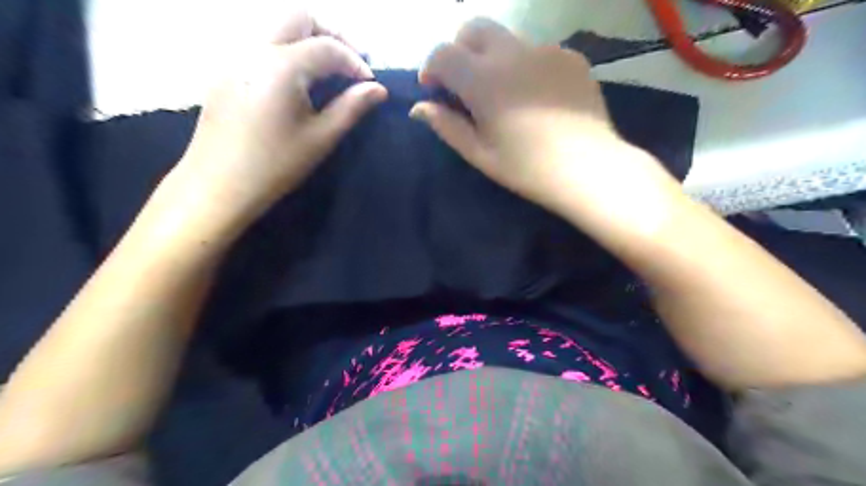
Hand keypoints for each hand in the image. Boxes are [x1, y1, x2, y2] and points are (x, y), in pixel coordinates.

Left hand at [173, 12, 387, 226]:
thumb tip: (379, 89)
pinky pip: (262, 46)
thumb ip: (351, 108)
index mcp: (281, 67)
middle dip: (332, 34)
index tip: (370, 83)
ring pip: (277, 28)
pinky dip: (289, 52)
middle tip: (351, 63)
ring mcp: (236, 57)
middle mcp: (255, 50)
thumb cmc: (276, 165)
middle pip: (298, 17)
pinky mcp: (226, 71)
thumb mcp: (320, 138)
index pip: (328, 47)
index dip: (355, 62)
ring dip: (309, 40)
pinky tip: (298, 83)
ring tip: (329, 72)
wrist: (219, 183)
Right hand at [410, 19, 678, 234]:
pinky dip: (526, 66)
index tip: (434, 90)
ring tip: (505, 94)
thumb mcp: (480, 153)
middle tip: (464, 82)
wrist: (588, 168)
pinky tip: (537, 97)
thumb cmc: (526, 168)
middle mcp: (512, 53)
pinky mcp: (571, 57)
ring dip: (493, 58)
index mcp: (484, 80)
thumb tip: (420, 108)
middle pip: (474, 28)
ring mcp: (546, 51)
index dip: (431, 68)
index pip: (443, 53)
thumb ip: (447, 125)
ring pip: (507, 39)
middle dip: (460, 49)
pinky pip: (538, 52)